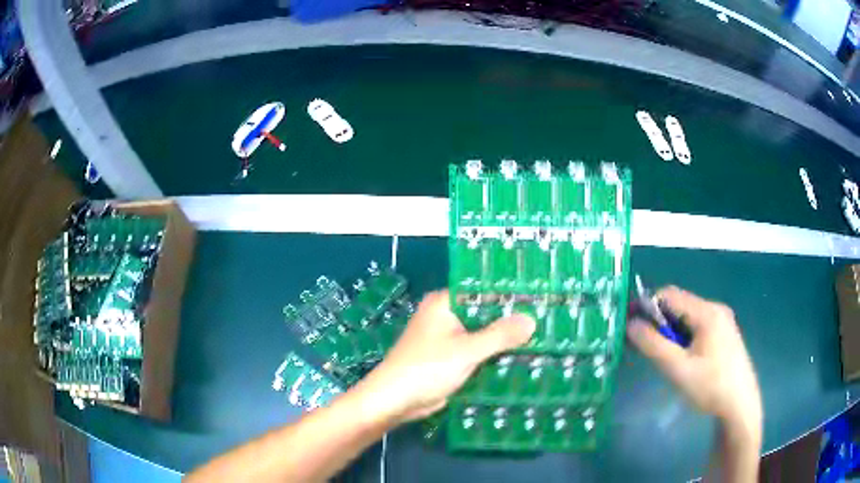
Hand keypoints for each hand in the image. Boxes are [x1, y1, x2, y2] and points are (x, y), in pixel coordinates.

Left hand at [355, 290, 535, 425]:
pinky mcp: (449, 359)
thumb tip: (531, 320)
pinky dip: (491, 356)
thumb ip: (500, 335)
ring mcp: (447, 339)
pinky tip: (518, 359)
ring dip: (502, 341)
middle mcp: (445, 316)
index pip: (483, 292)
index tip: (538, 301)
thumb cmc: (427, 369)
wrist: (394, 401)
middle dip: (509, 322)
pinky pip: (475, 352)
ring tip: (540, 339)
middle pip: (484, 314)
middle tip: (545, 322)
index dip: (510, 297)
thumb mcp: (467, 350)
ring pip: (481, 335)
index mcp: (444, 303)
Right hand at [626, 286, 761, 433]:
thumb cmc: (710, 386)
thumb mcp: (678, 369)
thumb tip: (630, 324)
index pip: (669, 294)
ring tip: (660, 356)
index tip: (630, 325)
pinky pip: (697, 327)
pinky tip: (680, 358)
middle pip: (679, 305)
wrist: (740, 406)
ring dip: (670, 331)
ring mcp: (722, 321)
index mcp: (707, 312)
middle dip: (657, 321)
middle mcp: (715, 309)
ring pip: (687, 317)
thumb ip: (653, 345)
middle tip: (641, 345)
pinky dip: (682, 337)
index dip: (646, 306)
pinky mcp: (724, 334)